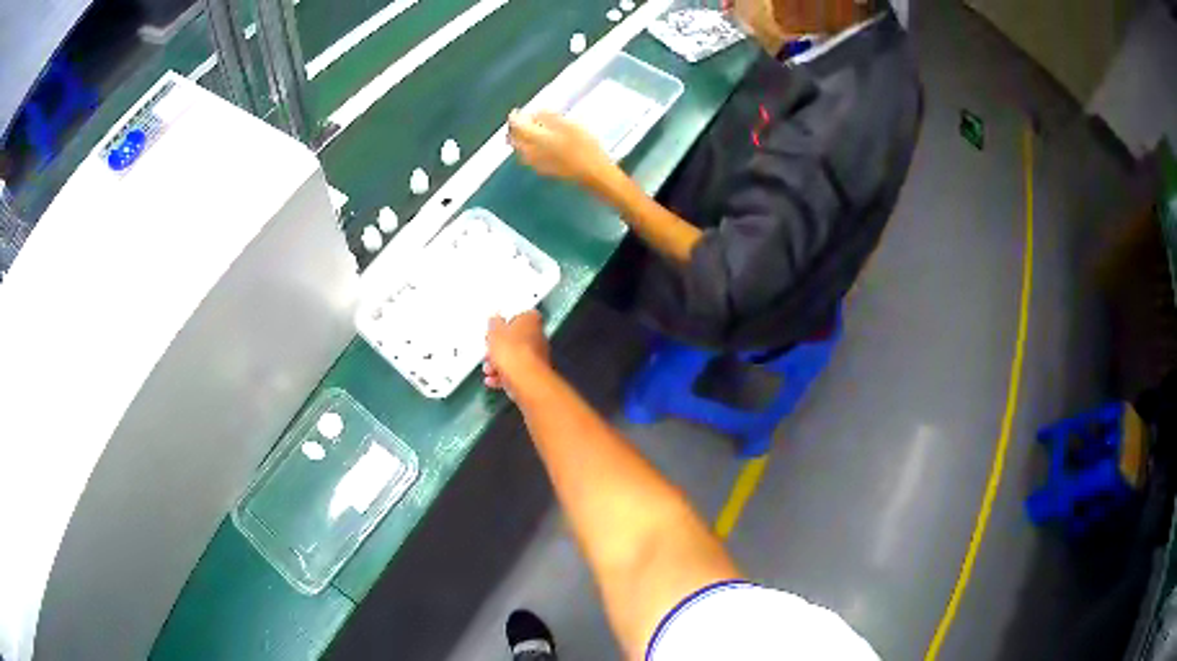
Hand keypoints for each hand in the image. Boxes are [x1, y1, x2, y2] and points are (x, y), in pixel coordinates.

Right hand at [484, 311, 550, 394]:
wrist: (525, 380)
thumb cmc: (511, 351)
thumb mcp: (495, 332)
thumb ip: (494, 323)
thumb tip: (495, 319)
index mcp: (531, 320)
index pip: (520, 315)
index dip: (506, 322)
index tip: (495, 330)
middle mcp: (538, 337)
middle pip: (516, 339)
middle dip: (499, 347)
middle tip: (488, 352)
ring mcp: (537, 357)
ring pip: (514, 358)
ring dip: (499, 364)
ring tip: (488, 369)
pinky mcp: (533, 375)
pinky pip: (516, 373)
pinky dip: (504, 376)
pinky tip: (492, 380)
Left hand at [507, 109, 613, 185]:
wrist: (593, 173)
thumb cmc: (585, 147)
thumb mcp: (570, 126)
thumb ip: (550, 117)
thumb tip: (536, 112)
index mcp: (537, 139)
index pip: (518, 127)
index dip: (515, 118)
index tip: (516, 111)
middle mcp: (533, 152)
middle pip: (515, 141)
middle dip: (513, 130)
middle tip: (517, 122)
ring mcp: (538, 163)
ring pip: (520, 151)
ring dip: (517, 141)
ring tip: (522, 134)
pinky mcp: (545, 170)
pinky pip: (528, 159)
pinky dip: (525, 150)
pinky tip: (532, 149)